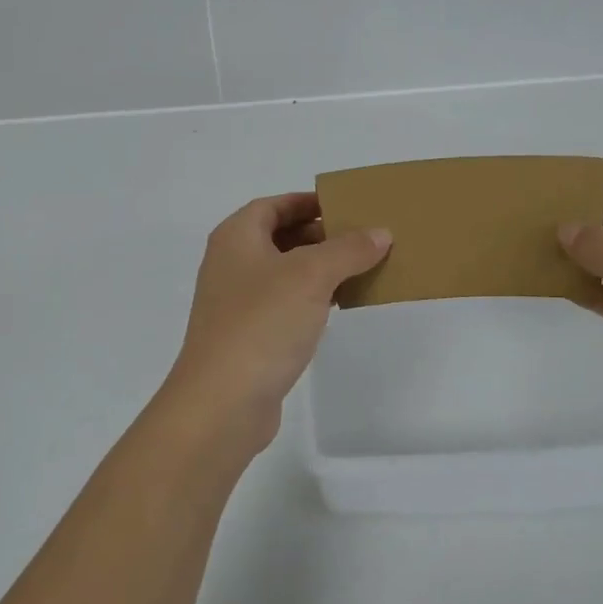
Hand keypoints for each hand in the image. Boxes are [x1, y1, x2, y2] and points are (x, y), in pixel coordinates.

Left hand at [167, 193, 390, 447]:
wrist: (222, 401)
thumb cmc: (262, 323)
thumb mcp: (311, 276)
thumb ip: (348, 249)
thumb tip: (380, 233)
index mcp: (236, 237)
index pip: (273, 205)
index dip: (307, 202)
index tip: (346, 207)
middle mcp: (230, 264)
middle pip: (278, 237)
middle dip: (319, 236)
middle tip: (362, 240)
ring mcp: (236, 303)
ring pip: (283, 274)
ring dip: (318, 270)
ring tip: (360, 271)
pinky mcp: (247, 337)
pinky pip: (283, 305)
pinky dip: (310, 300)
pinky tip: (337, 309)